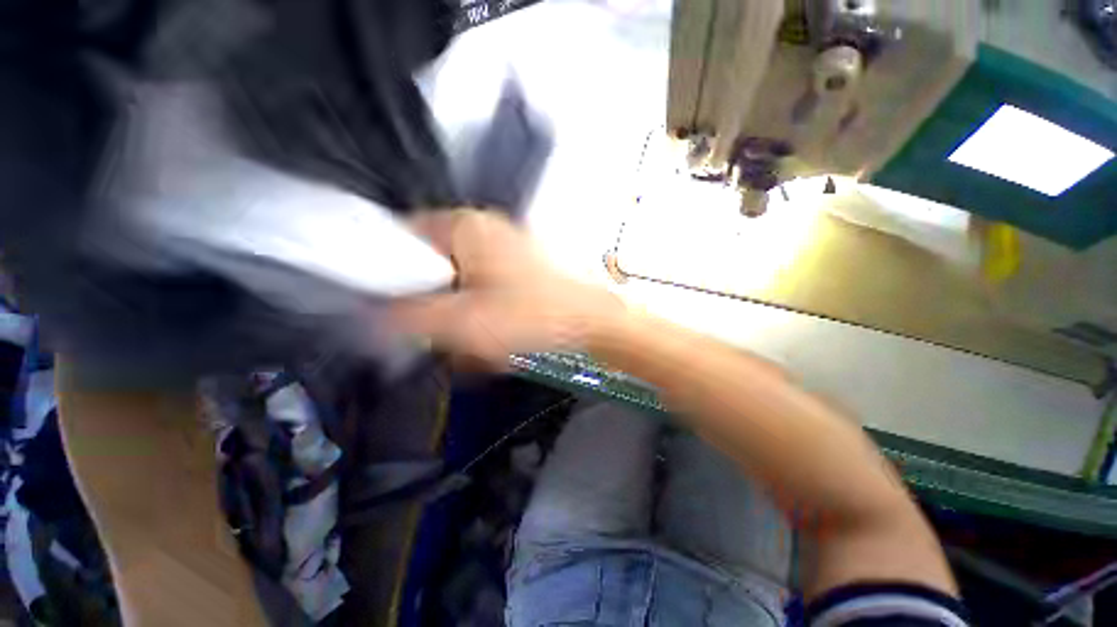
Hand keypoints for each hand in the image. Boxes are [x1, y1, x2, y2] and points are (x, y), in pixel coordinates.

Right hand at [391, 210, 623, 366]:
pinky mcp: (520, 272)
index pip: (400, 237)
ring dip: (459, 316)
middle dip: (431, 305)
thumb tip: (369, 315)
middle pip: (431, 265)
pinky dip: (481, 316)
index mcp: (465, 226)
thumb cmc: (534, 318)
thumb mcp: (462, 322)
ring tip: (476, 345)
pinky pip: (483, 292)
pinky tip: (494, 339)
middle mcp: (485, 230)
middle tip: (441, 336)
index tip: (388, 310)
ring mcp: (506, 250)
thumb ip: (407, 318)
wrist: (596, 324)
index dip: (386, 273)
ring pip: (459, 284)